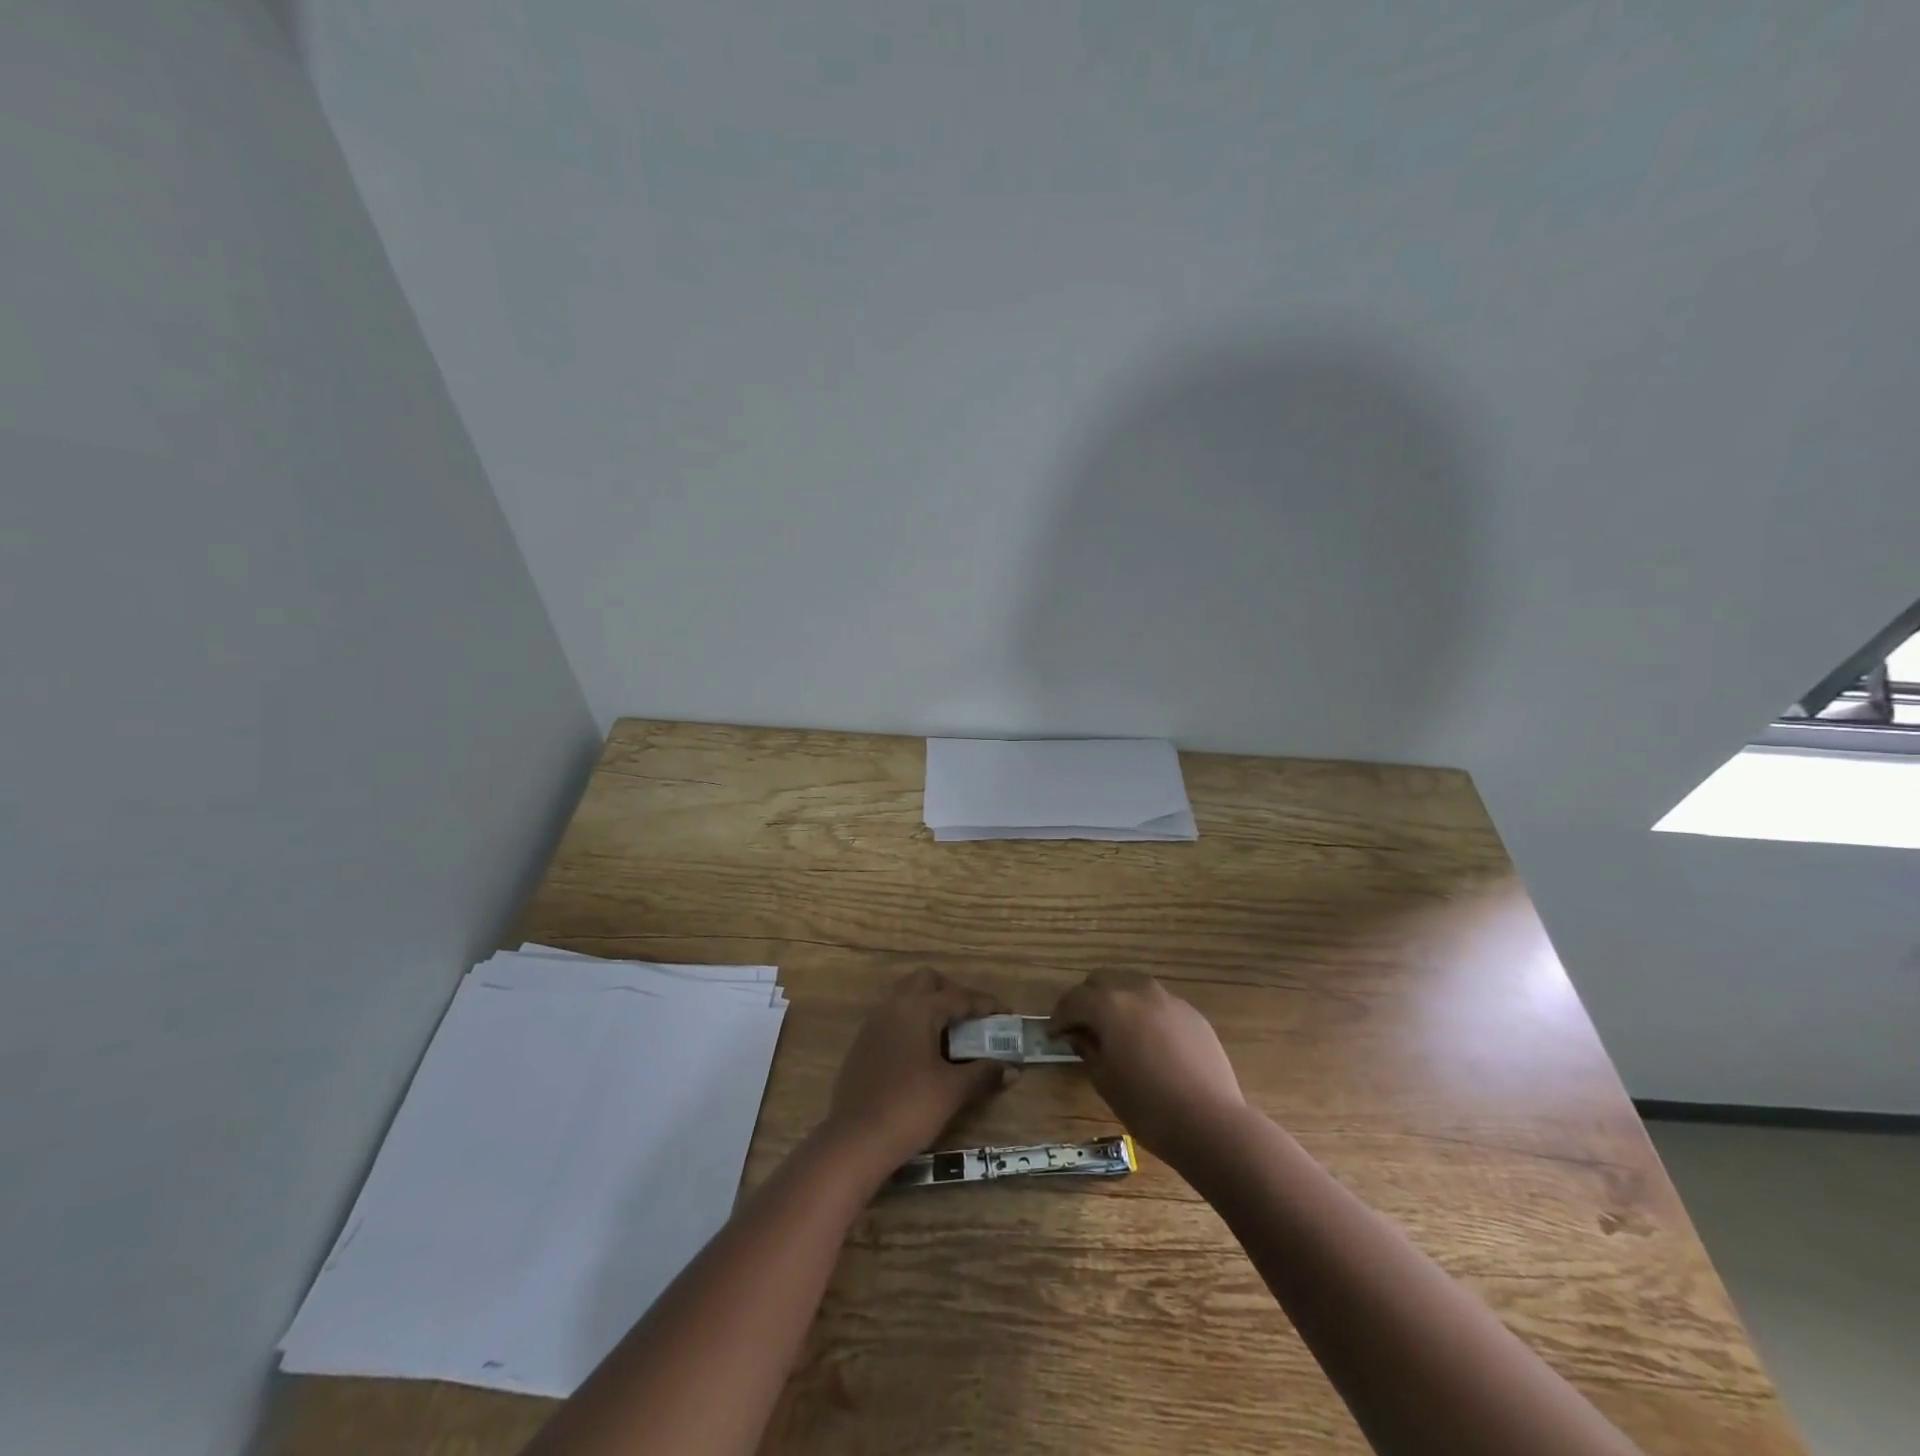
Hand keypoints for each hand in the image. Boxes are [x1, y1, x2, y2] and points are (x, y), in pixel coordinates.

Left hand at [820, 968, 1017, 1172]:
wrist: (855, 1140)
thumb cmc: (910, 1108)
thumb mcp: (953, 1090)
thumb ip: (984, 1073)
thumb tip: (1012, 1069)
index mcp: (918, 1009)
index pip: (958, 997)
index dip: (985, 1004)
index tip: (1006, 1013)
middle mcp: (894, 1006)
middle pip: (927, 981)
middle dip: (952, 993)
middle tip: (971, 1018)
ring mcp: (874, 1023)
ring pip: (905, 996)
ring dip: (929, 1005)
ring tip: (950, 1033)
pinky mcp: (863, 1043)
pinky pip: (892, 1017)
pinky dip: (912, 1022)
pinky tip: (923, 1051)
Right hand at [1050, 970, 1246, 1159]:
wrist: (1210, 1122)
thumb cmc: (1148, 1106)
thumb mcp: (1105, 1082)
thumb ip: (1088, 1050)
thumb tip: (1080, 1036)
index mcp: (1110, 1006)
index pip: (1074, 1000)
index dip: (1060, 1017)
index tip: (1054, 1035)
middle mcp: (1137, 991)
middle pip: (1102, 980)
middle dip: (1087, 1000)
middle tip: (1082, 1027)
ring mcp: (1169, 1000)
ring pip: (1132, 986)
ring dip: (1117, 1001)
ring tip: (1117, 1032)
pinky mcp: (1192, 1014)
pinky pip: (1158, 1004)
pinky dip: (1145, 1013)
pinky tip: (1149, 1043)